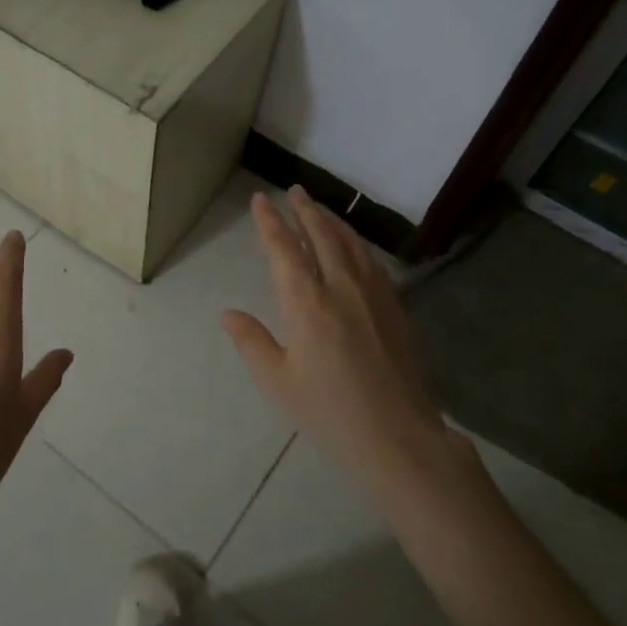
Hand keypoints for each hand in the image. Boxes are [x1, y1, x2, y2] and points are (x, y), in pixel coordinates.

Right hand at [222, 187, 470, 486]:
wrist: (398, 435)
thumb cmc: (329, 411)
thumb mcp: (278, 381)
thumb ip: (251, 341)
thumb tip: (228, 313)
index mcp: (306, 303)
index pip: (284, 249)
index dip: (270, 222)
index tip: (260, 200)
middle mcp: (340, 287)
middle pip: (321, 235)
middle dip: (304, 210)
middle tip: (294, 190)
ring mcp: (373, 294)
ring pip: (349, 243)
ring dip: (331, 221)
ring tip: (319, 209)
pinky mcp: (395, 307)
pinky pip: (371, 261)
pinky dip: (355, 243)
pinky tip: (353, 246)